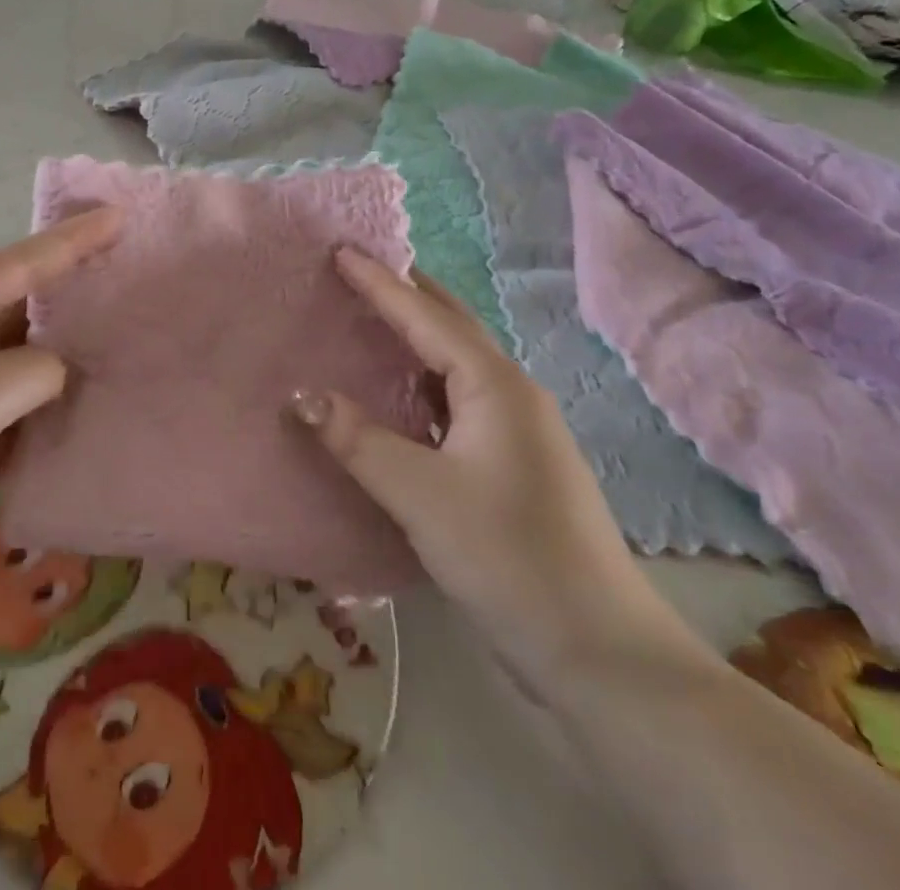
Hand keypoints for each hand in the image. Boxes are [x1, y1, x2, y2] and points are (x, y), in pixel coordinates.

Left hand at [0, 207, 121, 621]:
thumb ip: (35, 370)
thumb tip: (65, 371)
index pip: (18, 264)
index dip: (71, 240)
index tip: (120, 216)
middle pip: (29, 308)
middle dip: (80, 293)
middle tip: (141, 275)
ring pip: (34, 363)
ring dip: (76, 355)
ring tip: (137, 336)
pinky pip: (30, 411)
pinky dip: (63, 406)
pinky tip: (105, 401)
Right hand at [296, 249, 708, 691]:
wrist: (598, 649)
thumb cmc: (507, 556)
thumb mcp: (419, 494)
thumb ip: (357, 439)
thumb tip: (301, 395)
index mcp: (494, 385)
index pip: (425, 316)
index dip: (380, 282)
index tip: (341, 250)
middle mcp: (511, 393)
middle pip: (451, 325)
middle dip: (406, 293)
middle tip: (357, 271)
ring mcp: (519, 428)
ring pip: (458, 362)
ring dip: (417, 335)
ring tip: (370, 319)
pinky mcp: (515, 461)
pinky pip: (460, 397)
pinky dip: (424, 379)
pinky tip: (400, 393)